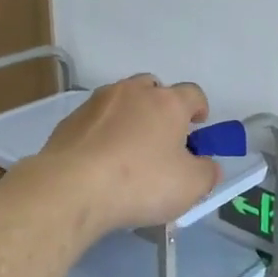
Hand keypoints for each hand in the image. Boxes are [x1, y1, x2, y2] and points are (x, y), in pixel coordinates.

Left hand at [34, 75, 218, 233]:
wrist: (71, 188)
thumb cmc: (140, 183)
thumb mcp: (190, 187)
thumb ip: (206, 172)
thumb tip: (207, 165)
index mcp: (168, 102)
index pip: (193, 93)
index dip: (199, 109)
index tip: (198, 127)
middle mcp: (133, 92)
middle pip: (154, 88)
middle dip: (161, 107)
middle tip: (161, 137)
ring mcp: (97, 102)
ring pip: (121, 100)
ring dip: (128, 117)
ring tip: (126, 149)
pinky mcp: (70, 120)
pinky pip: (95, 120)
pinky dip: (101, 133)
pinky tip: (99, 160)